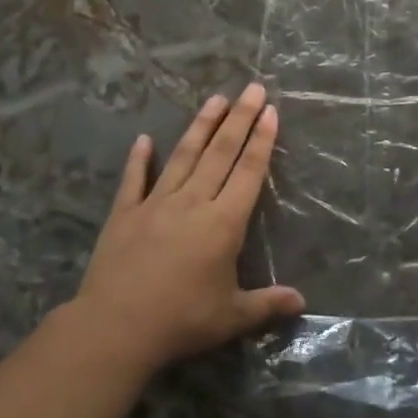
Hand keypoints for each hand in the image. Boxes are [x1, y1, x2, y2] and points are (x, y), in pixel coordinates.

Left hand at [74, 83, 303, 373]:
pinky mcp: (124, 213)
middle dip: (240, 119)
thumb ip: (267, 304)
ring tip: (216, 99)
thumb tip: (302, 301)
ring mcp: (156, 204)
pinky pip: (133, 180)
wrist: (115, 328)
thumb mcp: (232, 317)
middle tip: (252, 88)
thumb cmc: (181, 321)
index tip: (270, 110)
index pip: (248, 172)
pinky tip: (144, 139)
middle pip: (221, 153)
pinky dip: (139, 159)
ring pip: (184, 156)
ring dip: (201, 126)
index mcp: (223, 223)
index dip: (262, 140)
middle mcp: (193, 202)